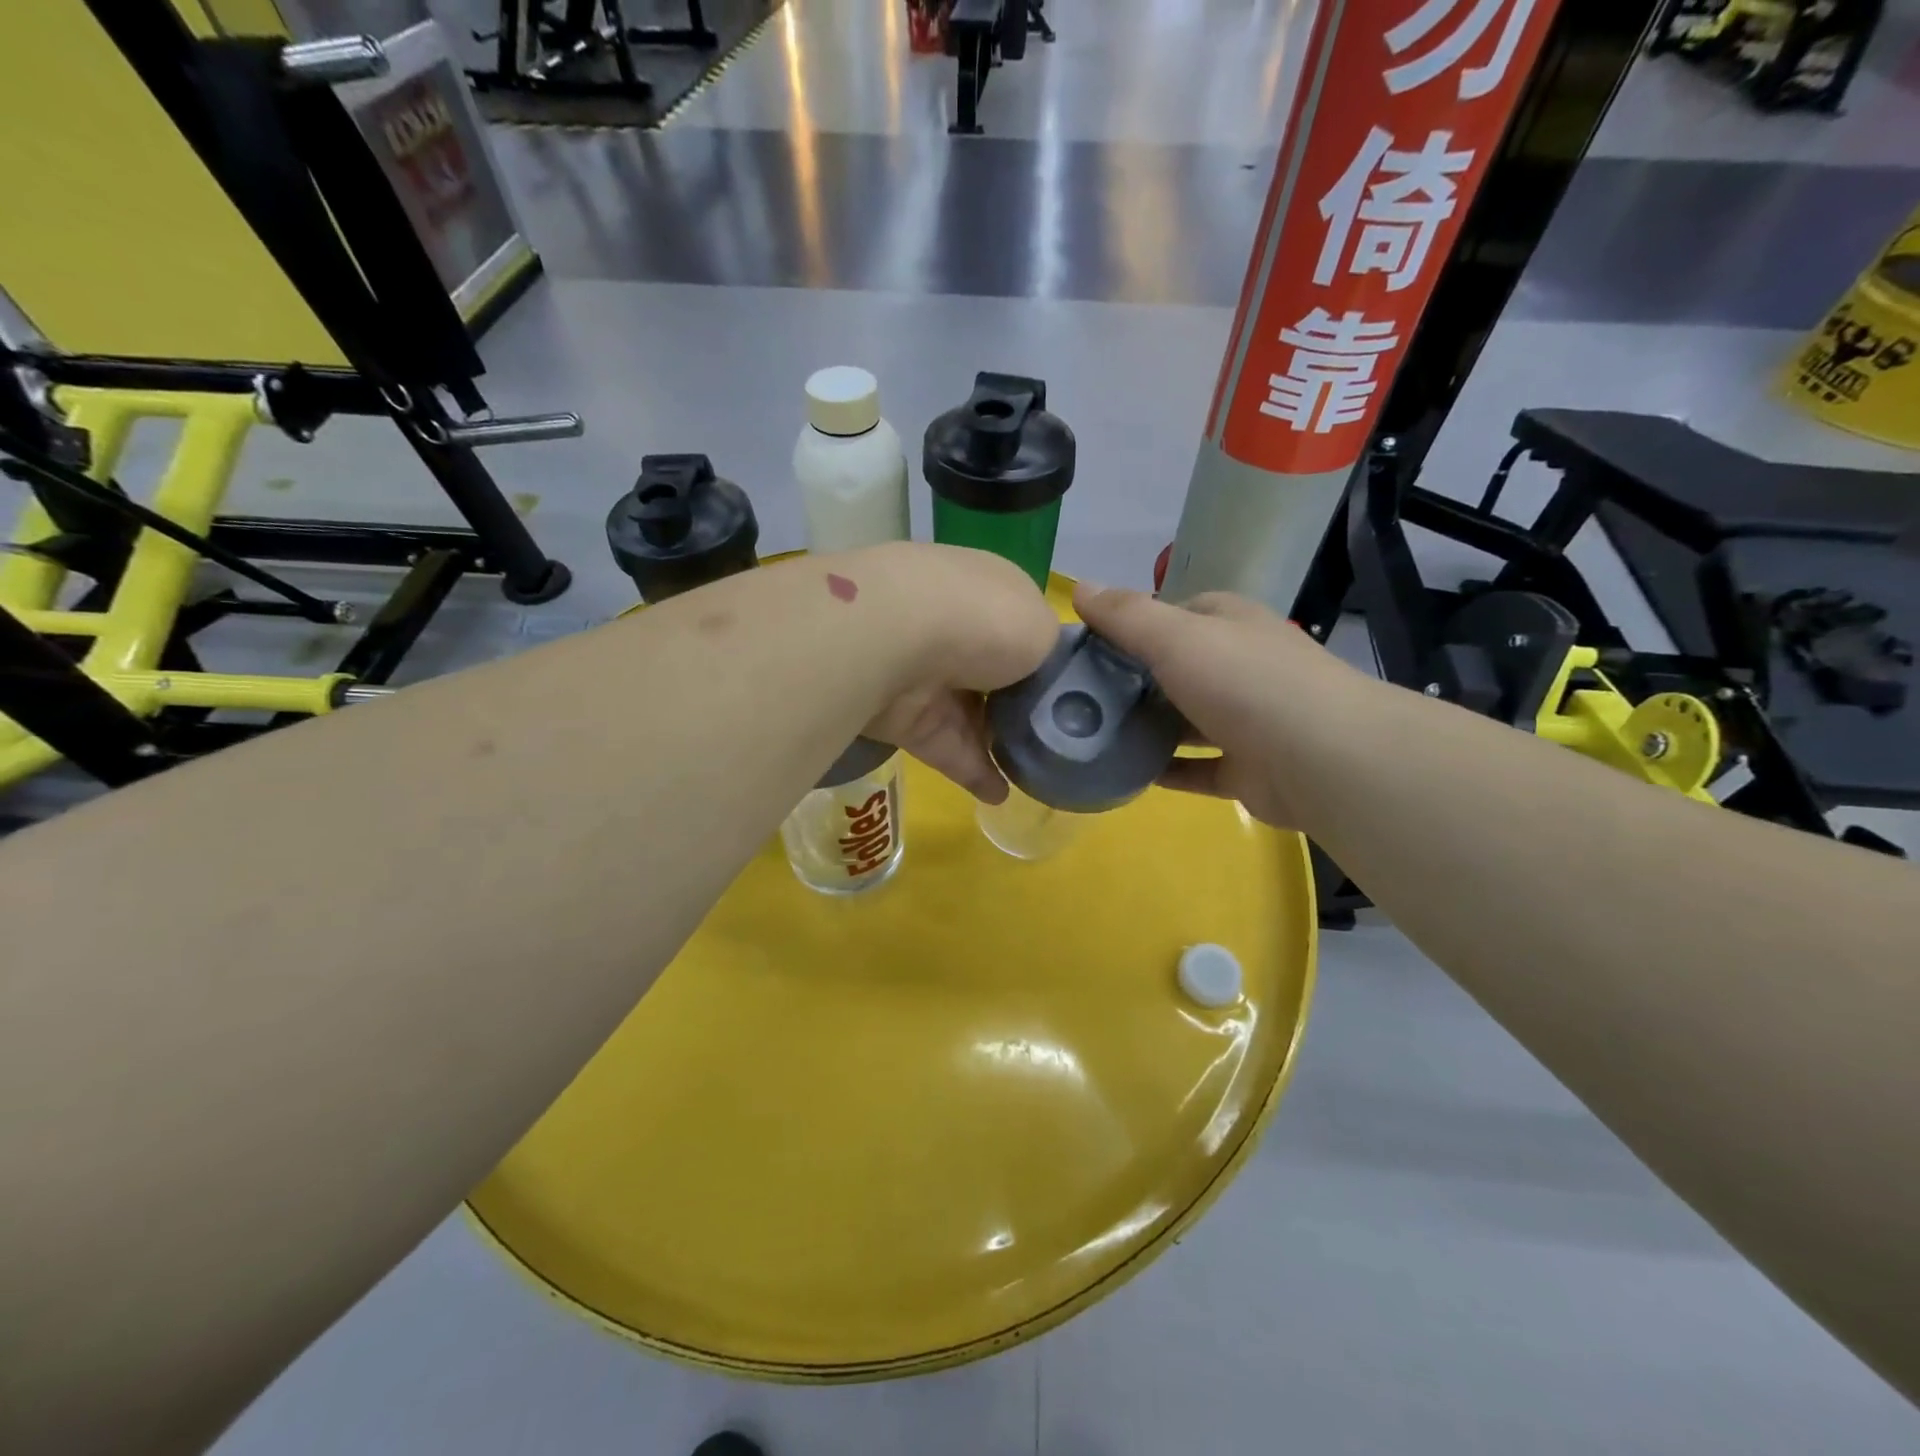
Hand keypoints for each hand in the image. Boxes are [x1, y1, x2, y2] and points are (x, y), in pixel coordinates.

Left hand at [855, 544, 1059, 802]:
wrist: (899, 641)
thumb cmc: (986, 622)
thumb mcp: (1044, 629)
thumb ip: (1050, 653)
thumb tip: (1041, 670)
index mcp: (990, 591)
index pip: (1021, 627)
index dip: (1046, 661)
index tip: (1074, 697)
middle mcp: (957, 627)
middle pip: (996, 675)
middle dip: (1022, 706)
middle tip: (1059, 743)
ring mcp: (927, 672)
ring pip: (971, 715)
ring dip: (999, 744)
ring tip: (1037, 776)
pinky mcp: (906, 718)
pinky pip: (948, 748)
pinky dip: (973, 772)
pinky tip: (1001, 797)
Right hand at [1073, 581, 1372, 826]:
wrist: (1320, 759)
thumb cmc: (1243, 682)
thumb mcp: (1175, 637)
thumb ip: (1126, 615)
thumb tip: (1080, 586)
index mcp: (1230, 624)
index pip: (1173, 614)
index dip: (1130, 626)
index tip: (1086, 648)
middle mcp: (1241, 666)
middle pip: (1176, 669)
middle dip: (1132, 682)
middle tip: (1078, 698)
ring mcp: (1248, 719)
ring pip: (1186, 720)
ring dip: (1147, 728)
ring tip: (1092, 737)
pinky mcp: (1248, 768)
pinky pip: (1197, 768)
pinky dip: (1166, 770)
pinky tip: (1125, 774)